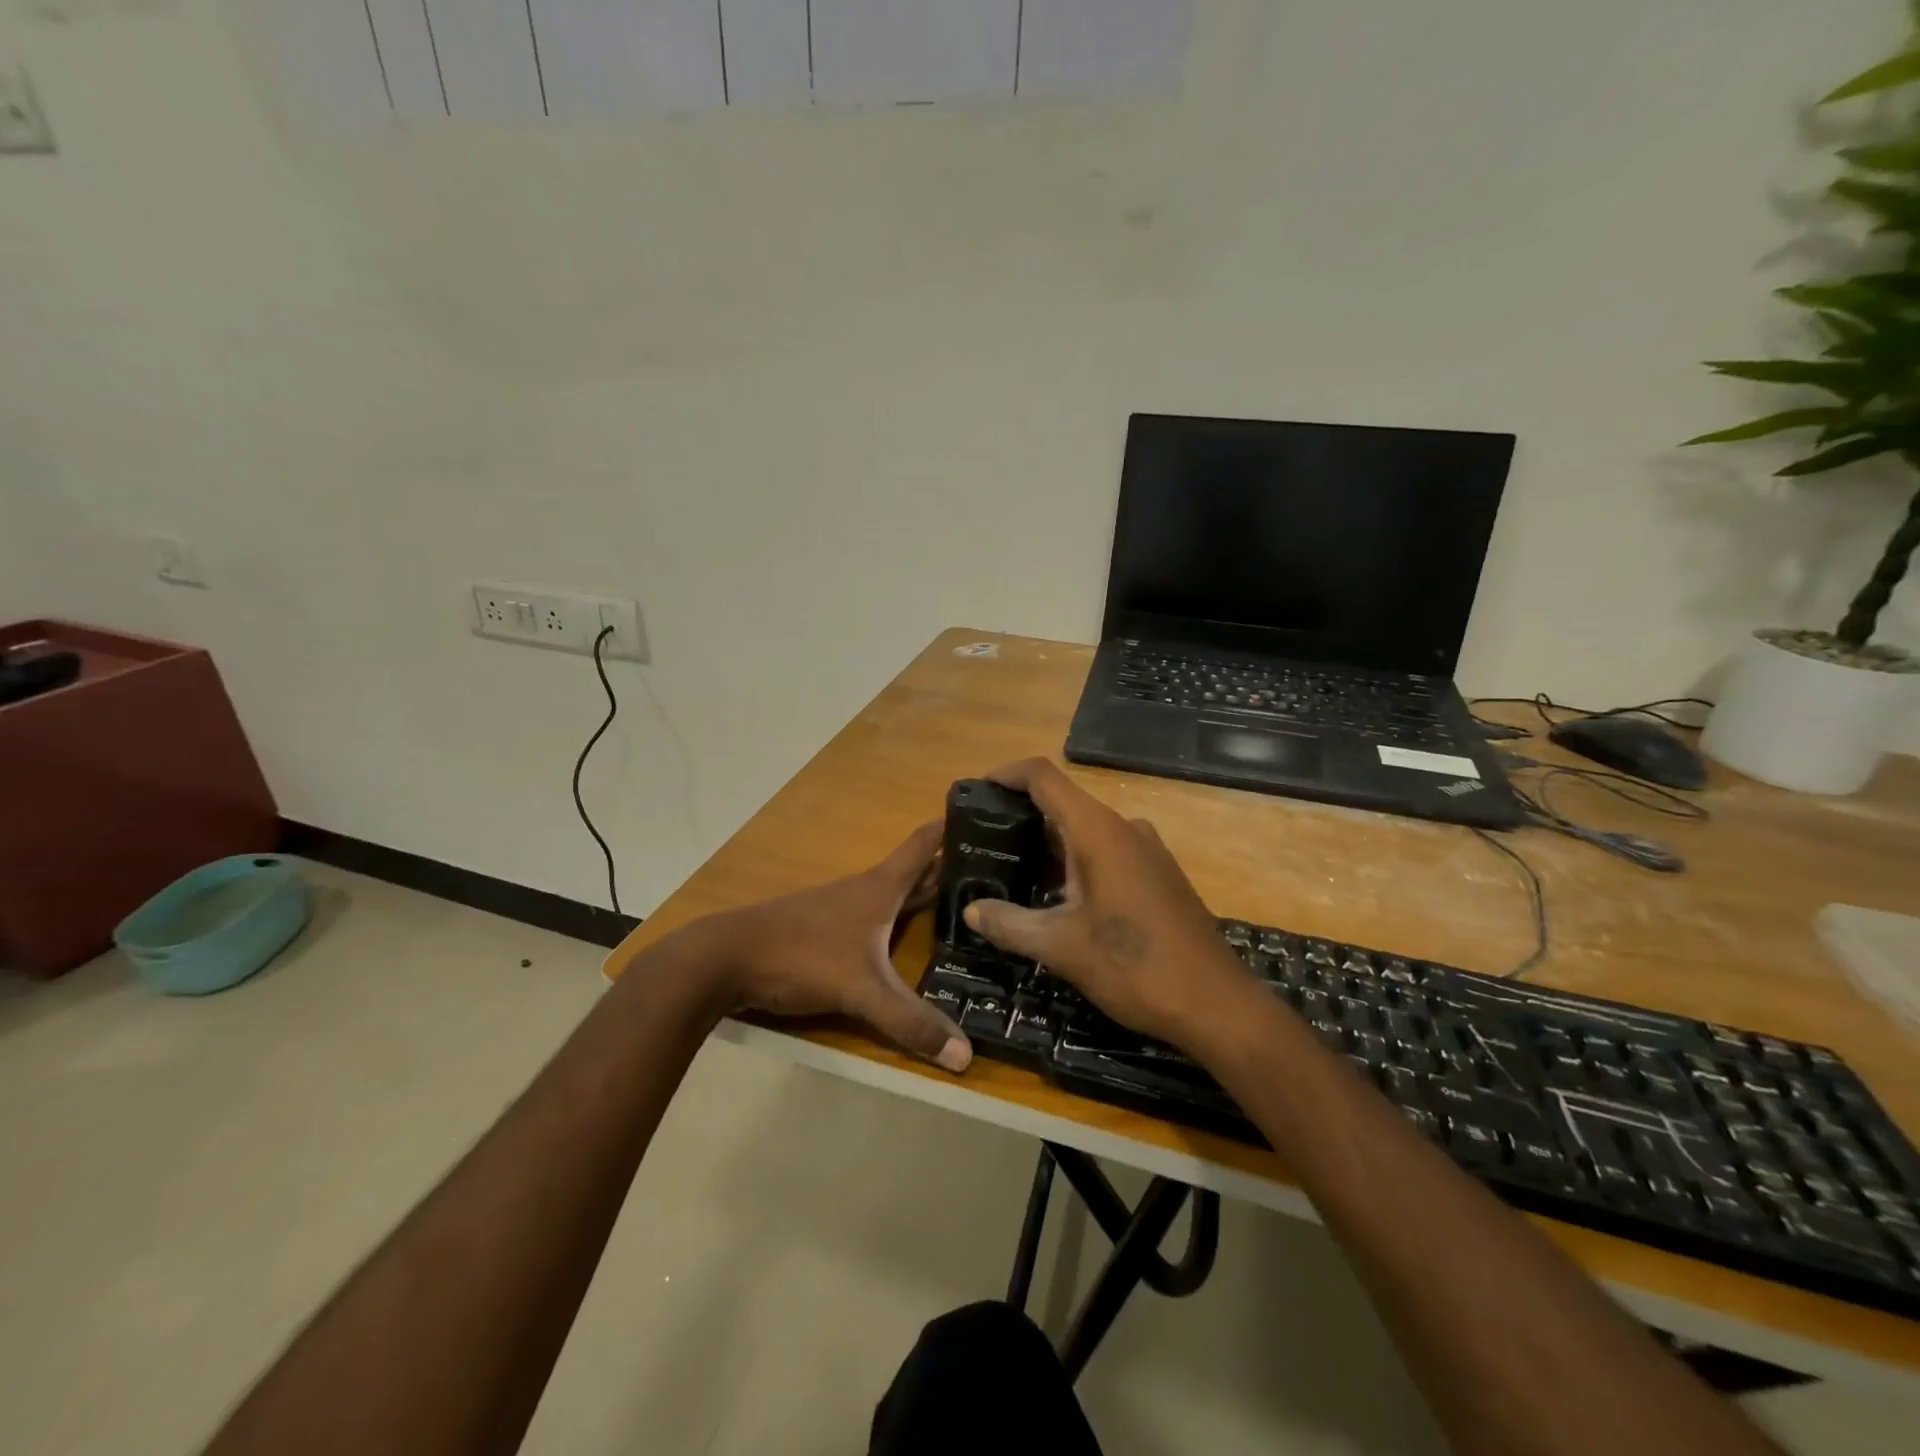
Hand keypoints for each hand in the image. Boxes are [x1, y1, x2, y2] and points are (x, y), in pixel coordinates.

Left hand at [695, 822, 971, 1071]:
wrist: (724, 959)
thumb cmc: (801, 956)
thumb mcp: (862, 991)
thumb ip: (911, 1022)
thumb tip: (966, 1056)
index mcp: (881, 888)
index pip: (923, 844)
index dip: (950, 825)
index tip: (982, 808)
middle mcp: (865, 890)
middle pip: (915, 870)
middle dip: (950, 864)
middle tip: (993, 865)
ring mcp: (841, 909)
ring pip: (894, 895)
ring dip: (924, 893)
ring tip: (961, 901)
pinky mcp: (824, 930)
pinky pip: (874, 918)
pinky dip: (898, 919)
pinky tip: (904, 938)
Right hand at [961, 759, 1252, 1049]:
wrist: (1216, 1005)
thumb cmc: (1134, 966)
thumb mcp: (1061, 947)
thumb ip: (1010, 924)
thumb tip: (971, 910)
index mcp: (1098, 831)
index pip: (1044, 777)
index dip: (1007, 774)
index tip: (976, 789)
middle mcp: (1124, 828)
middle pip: (1063, 803)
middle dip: (1021, 817)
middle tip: (984, 842)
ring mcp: (1147, 851)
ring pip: (1086, 831)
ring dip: (1049, 845)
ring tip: (1012, 871)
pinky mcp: (1159, 875)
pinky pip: (1107, 852)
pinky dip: (1075, 862)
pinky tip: (1058, 897)